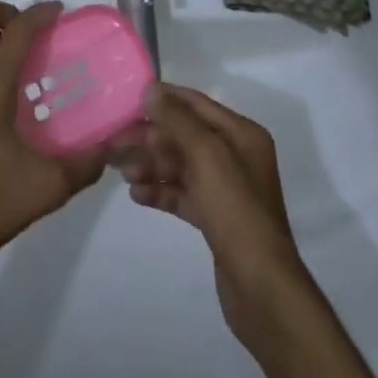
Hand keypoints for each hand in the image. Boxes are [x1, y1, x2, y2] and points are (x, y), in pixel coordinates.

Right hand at [116, 84, 310, 344]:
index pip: (197, 104)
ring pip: (181, 166)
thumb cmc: (236, 210)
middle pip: (185, 136)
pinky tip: (135, 194)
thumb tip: (151, 90)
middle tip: (115, 141)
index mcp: (242, 134)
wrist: (261, 287)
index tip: (130, 97)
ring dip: (152, 164)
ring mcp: (225, 188)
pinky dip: (160, 190)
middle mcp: (235, 156)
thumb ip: (178, 120)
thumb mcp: (207, 156)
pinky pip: (182, 193)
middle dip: (151, 137)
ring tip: (122, 171)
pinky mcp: (215, 218)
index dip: (165, 98)